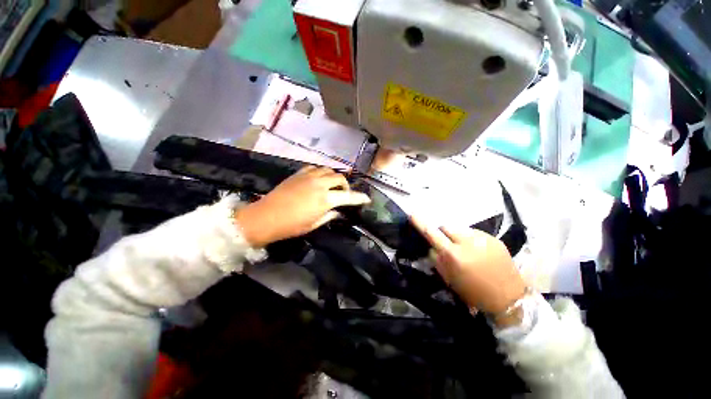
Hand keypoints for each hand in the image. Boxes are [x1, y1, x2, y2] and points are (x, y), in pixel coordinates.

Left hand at [234, 166, 370, 246]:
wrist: (266, 217)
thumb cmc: (291, 225)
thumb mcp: (314, 224)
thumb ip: (330, 215)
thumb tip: (338, 211)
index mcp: (325, 199)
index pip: (349, 197)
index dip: (360, 198)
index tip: (367, 199)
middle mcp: (320, 184)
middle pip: (340, 178)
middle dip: (346, 186)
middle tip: (344, 194)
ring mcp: (309, 176)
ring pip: (329, 170)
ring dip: (334, 177)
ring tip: (332, 185)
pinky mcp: (298, 173)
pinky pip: (315, 168)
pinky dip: (321, 172)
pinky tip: (318, 179)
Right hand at [411, 218, 526, 314]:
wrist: (509, 298)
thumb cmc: (474, 293)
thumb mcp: (449, 280)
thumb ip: (437, 260)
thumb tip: (432, 247)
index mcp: (454, 255)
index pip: (432, 233)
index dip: (421, 223)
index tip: (413, 214)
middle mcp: (467, 242)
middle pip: (447, 227)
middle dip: (443, 233)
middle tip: (447, 244)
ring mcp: (482, 238)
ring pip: (461, 229)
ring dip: (457, 235)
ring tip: (464, 248)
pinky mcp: (494, 238)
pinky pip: (474, 232)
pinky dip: (470, 239)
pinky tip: (477, 251)